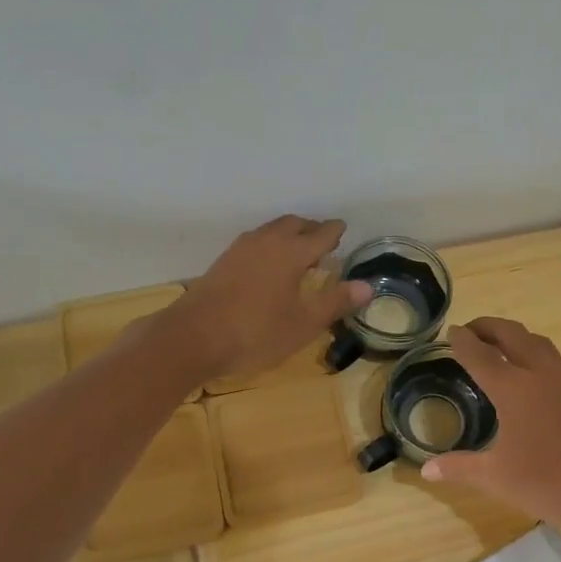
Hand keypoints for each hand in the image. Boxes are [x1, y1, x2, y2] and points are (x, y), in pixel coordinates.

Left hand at [160, 216, 371, 382]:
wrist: (193, 337)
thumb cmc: (256, 332)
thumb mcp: (303, 323)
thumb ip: (335, 301)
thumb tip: (367, 286)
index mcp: (291, 252)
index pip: (321, 234)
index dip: (334, 232)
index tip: (343, 229)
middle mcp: (266, 242)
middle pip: (294, 224)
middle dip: (311, 228)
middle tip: (324, 239)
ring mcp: (240, 249)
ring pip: (271, 230)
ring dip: (289, 233)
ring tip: (298, 250)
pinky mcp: (223, 262)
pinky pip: (255, 241)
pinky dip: (270, 243)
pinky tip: (268, 263)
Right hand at [422, 317, 560, 538]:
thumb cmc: (549, 483)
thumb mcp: (497, 478)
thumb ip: (460, 468)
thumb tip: (426, 470)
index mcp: (514, 389)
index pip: (481, 355)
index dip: (463, 341)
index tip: (453, 331)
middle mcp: (541, 375)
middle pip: (513, 335)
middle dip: (490, 327)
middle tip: (473, 329)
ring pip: (539, 344)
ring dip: (516, 337)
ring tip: (501, 346)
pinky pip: (555, 362)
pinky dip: (535, 356)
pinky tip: (533, 379)